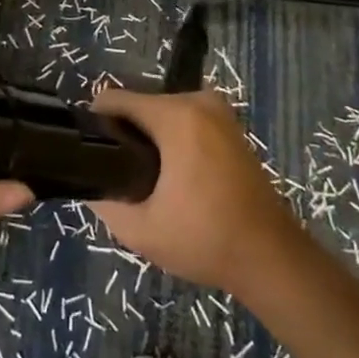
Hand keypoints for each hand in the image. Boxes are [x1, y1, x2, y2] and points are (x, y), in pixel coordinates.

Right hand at [90, 88, 311, 297]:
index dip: (96, 125)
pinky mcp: (229, 124)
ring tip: (144, 179)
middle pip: (138, 105)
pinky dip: (172, 140)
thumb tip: (87, 182)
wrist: (271, 257)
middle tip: (120, 177)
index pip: (115, 100)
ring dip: (148, 138)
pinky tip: (171, 176)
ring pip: (161, 112)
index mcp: (176, 117)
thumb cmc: (205, 240)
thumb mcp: (140, 230)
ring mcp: (218, 110)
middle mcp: (197, 101)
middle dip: (124, 134)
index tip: (92, 157)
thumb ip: (103, 200)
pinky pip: (183, 119)